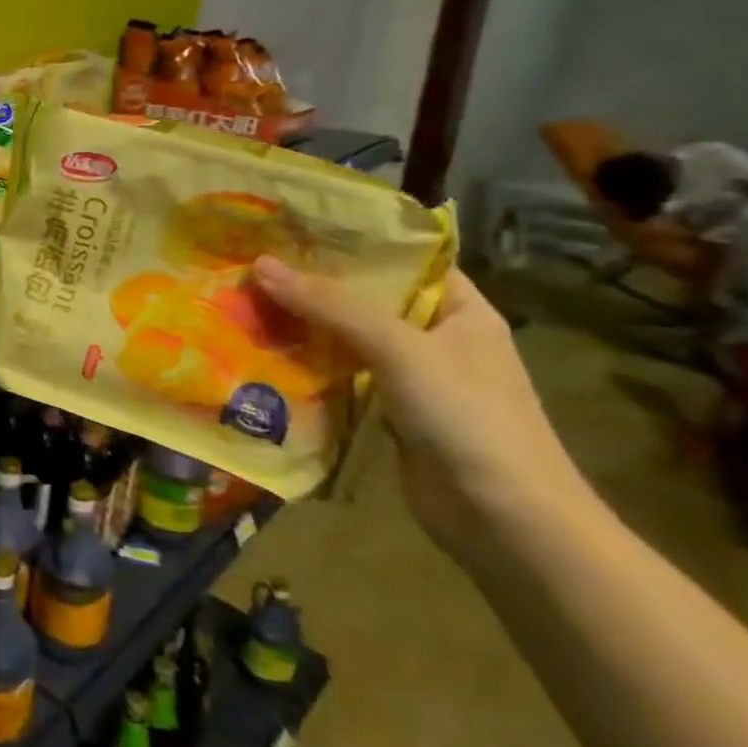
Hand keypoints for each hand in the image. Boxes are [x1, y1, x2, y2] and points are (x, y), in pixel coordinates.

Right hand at [250, 257, 585, 555]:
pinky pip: (338, 374)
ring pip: (346, 337)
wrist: (503, 520)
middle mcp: (436, 337)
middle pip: (365, 298)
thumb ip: (331, 305)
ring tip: (243, 299)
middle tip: (250, 261)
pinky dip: (305, 363)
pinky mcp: (386, 411)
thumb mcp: (400, 348)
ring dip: (302, 324)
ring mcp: (411, 377)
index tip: (291, 226)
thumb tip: (259, 264)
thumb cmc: (468, 417)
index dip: (352, 241)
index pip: (403, 259)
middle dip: (312, 283)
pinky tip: (261, 350)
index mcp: (460, 310)